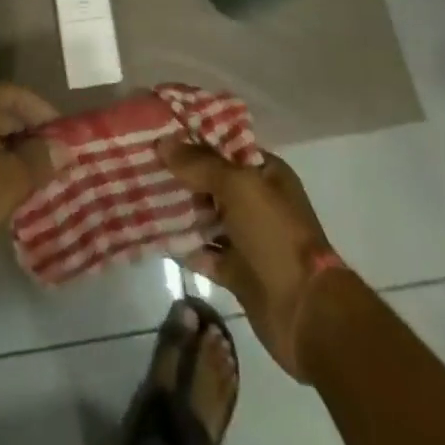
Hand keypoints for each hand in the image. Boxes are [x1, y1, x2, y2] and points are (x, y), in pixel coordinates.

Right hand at [160, 140, 341, 379]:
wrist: (306, 314)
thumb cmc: (275, 236)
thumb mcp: (239, 187)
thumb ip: (200, 164)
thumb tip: (163, 142)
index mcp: (265, 173)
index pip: (224, 145)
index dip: (193, 138)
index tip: (157, 131)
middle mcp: (256, 201)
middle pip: (211, 180)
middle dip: (179, 173)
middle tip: (140, 161)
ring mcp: (247, 237)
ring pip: (205, 216)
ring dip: (178, 209)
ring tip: (139, 193)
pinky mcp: (236, 271)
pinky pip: (204, 252)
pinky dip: (183, 246)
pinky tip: (154, 235)